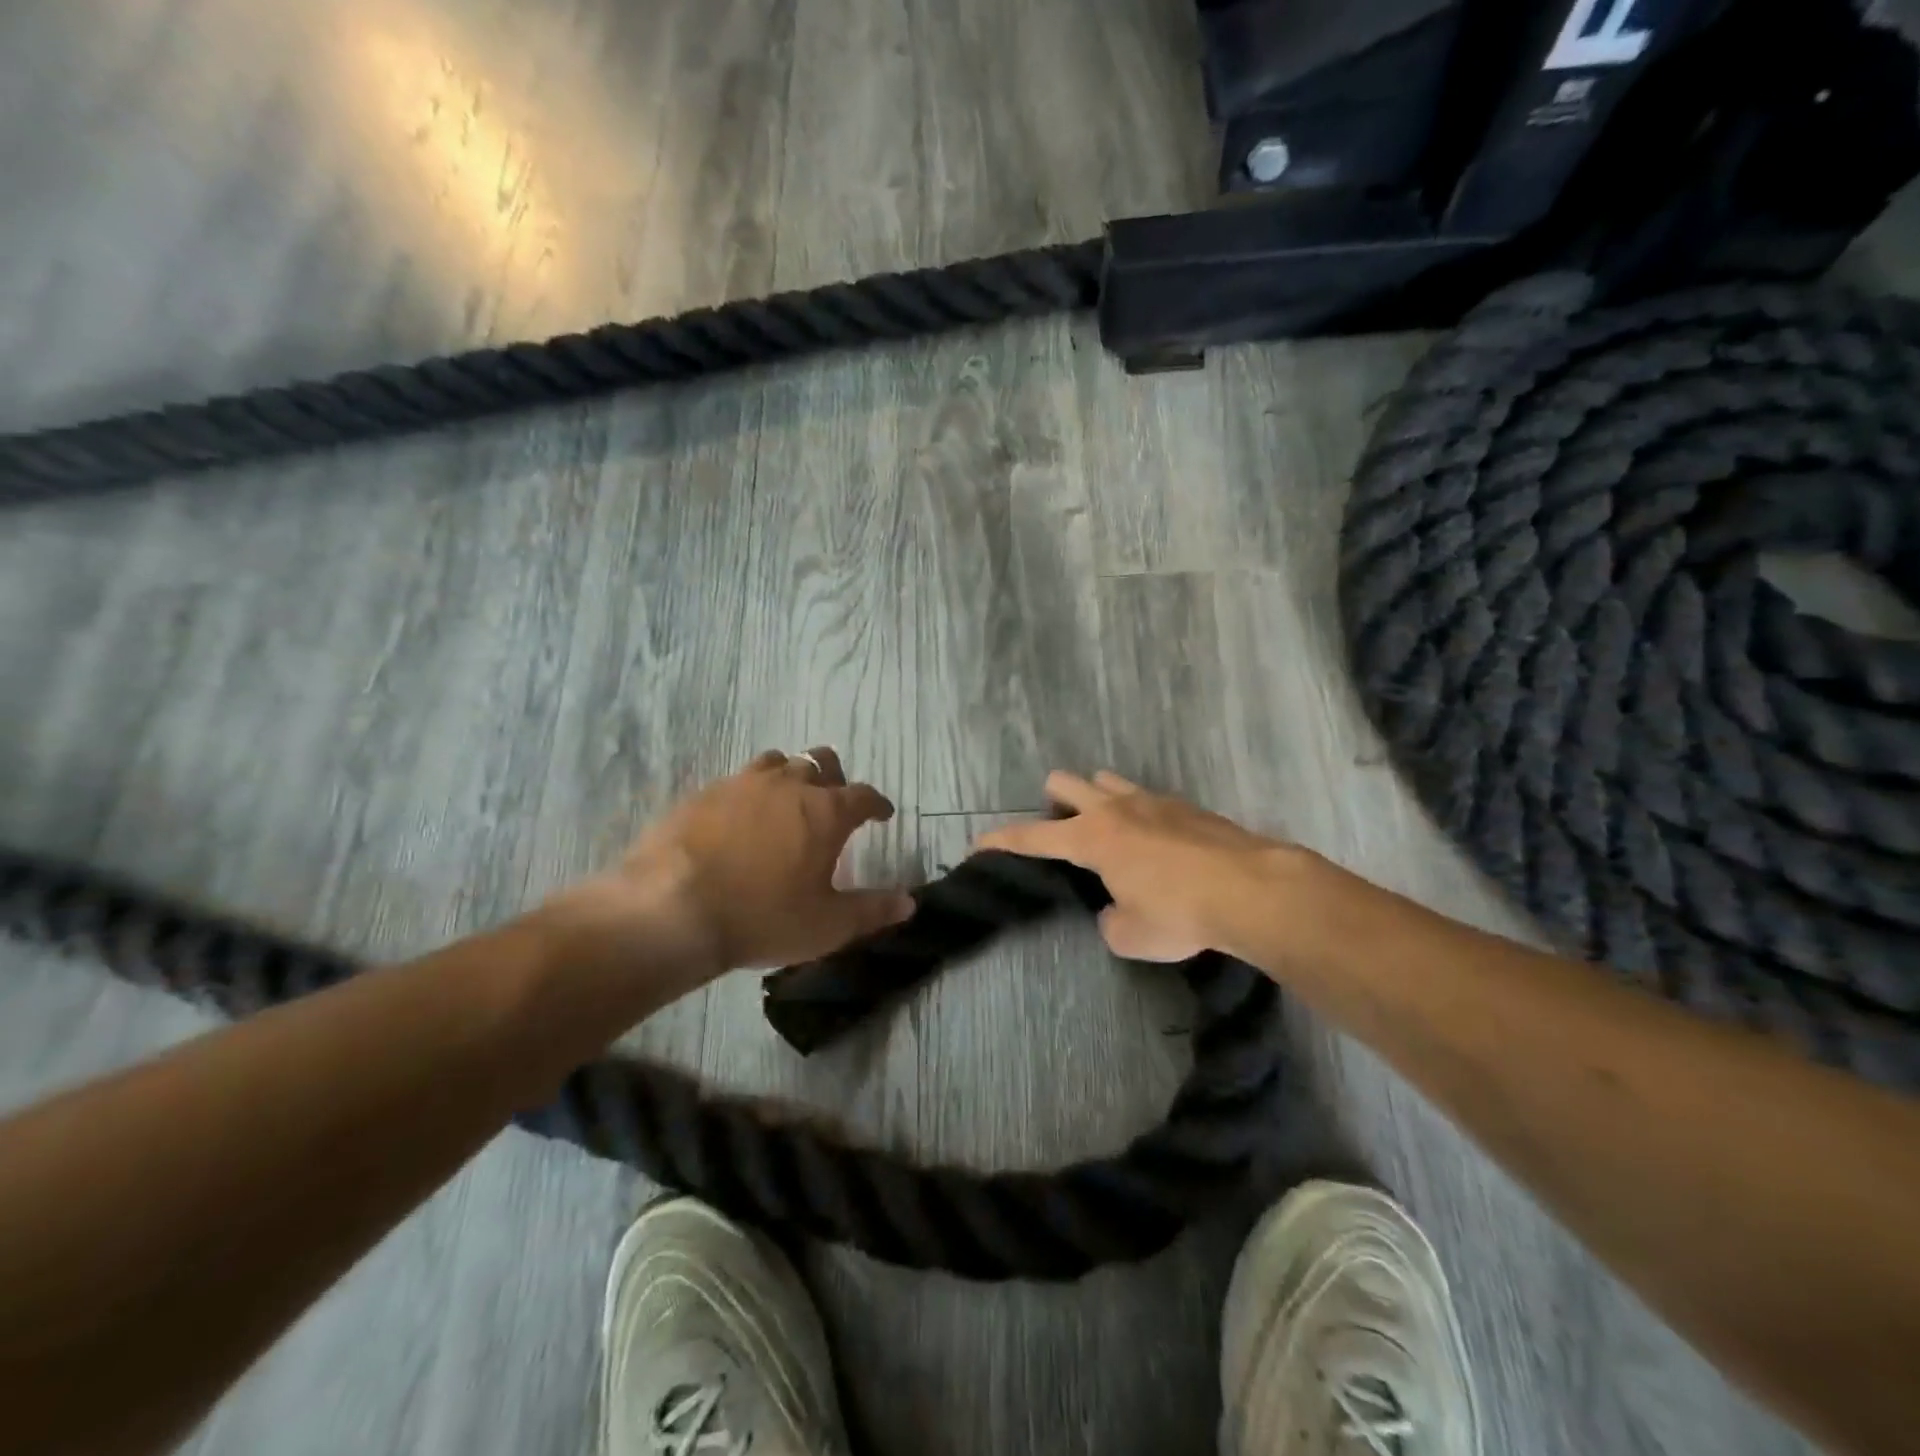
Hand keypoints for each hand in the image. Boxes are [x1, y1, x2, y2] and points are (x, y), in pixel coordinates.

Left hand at [553, 748, 913, 987]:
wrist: (670, 909)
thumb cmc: (762, 917)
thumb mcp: (826, 925)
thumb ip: (872, 911)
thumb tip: (910, 903)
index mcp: (825, 812)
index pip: (864, 795)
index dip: (877, 804)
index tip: (882, 814)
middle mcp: (788, 785)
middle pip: (821, 762)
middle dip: (834, 778)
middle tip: (832, 803)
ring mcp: (742, 783)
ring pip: (777, 762)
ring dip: (790, 777)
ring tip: (786, 802)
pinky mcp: (703, 793)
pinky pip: (737, 780)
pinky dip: (749, 793)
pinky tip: (739, 819)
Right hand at [976, 771, 1292, 961]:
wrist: (1252, 889)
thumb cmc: (1180, 913)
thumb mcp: (1131, 935)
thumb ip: (1110, 920)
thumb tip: (1114, 909)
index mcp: (1091, 838)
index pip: (1031, 836)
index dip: (1001, 840)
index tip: (978, 842)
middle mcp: (1114, 809)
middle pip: (1064, 783)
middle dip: (1051, 804)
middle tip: (1062, 836)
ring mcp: (1152, 800)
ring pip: (1106, 781)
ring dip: (1096, 800)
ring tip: (1108, 835)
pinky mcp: (1185, 805)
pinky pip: (1146, 798)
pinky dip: (1138, 814)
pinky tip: (1156, 844)